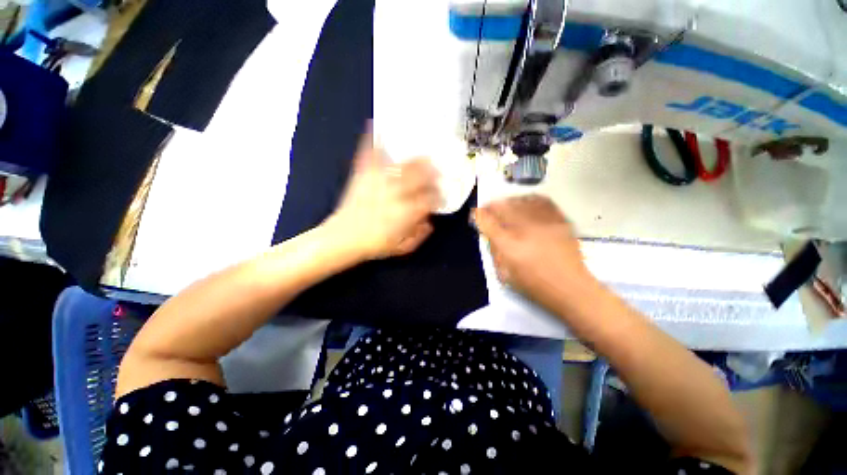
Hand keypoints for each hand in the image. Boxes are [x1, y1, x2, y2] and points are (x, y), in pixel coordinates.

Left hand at [327, 129, 440, 260]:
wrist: (343, 238)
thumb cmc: (375, 245)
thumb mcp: (402, 247)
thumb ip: (420, 235)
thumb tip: (430, 222)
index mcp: (407, 212)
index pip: (430, 198)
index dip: (438, 195)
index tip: (440, 195)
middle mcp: (396, 193)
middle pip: (419, 176)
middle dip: (432, 172)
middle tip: (436, 170)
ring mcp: (379, 182)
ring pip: (402, 165)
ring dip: (415, 159)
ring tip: (422, 156)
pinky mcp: (362, 176)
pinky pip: (369, 156)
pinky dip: (373, 142)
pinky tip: (377, 128)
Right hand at [472, 195, 594, 308]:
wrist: (571, 288)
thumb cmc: (534, 285)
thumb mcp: (505, 274)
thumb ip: (494, 251)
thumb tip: (489, 234)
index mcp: (509, 246)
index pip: (487, 222)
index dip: (478, 215)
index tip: (475, 214)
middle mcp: (525, 230)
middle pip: (503, 206)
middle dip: (491, 205)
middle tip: (488, 210)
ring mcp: (545, 223)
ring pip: (521, 201)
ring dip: (508, 201)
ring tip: (505, 206)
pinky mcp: (560, 221)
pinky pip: (542, 201)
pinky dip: (529, 200)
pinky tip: (525, 203)